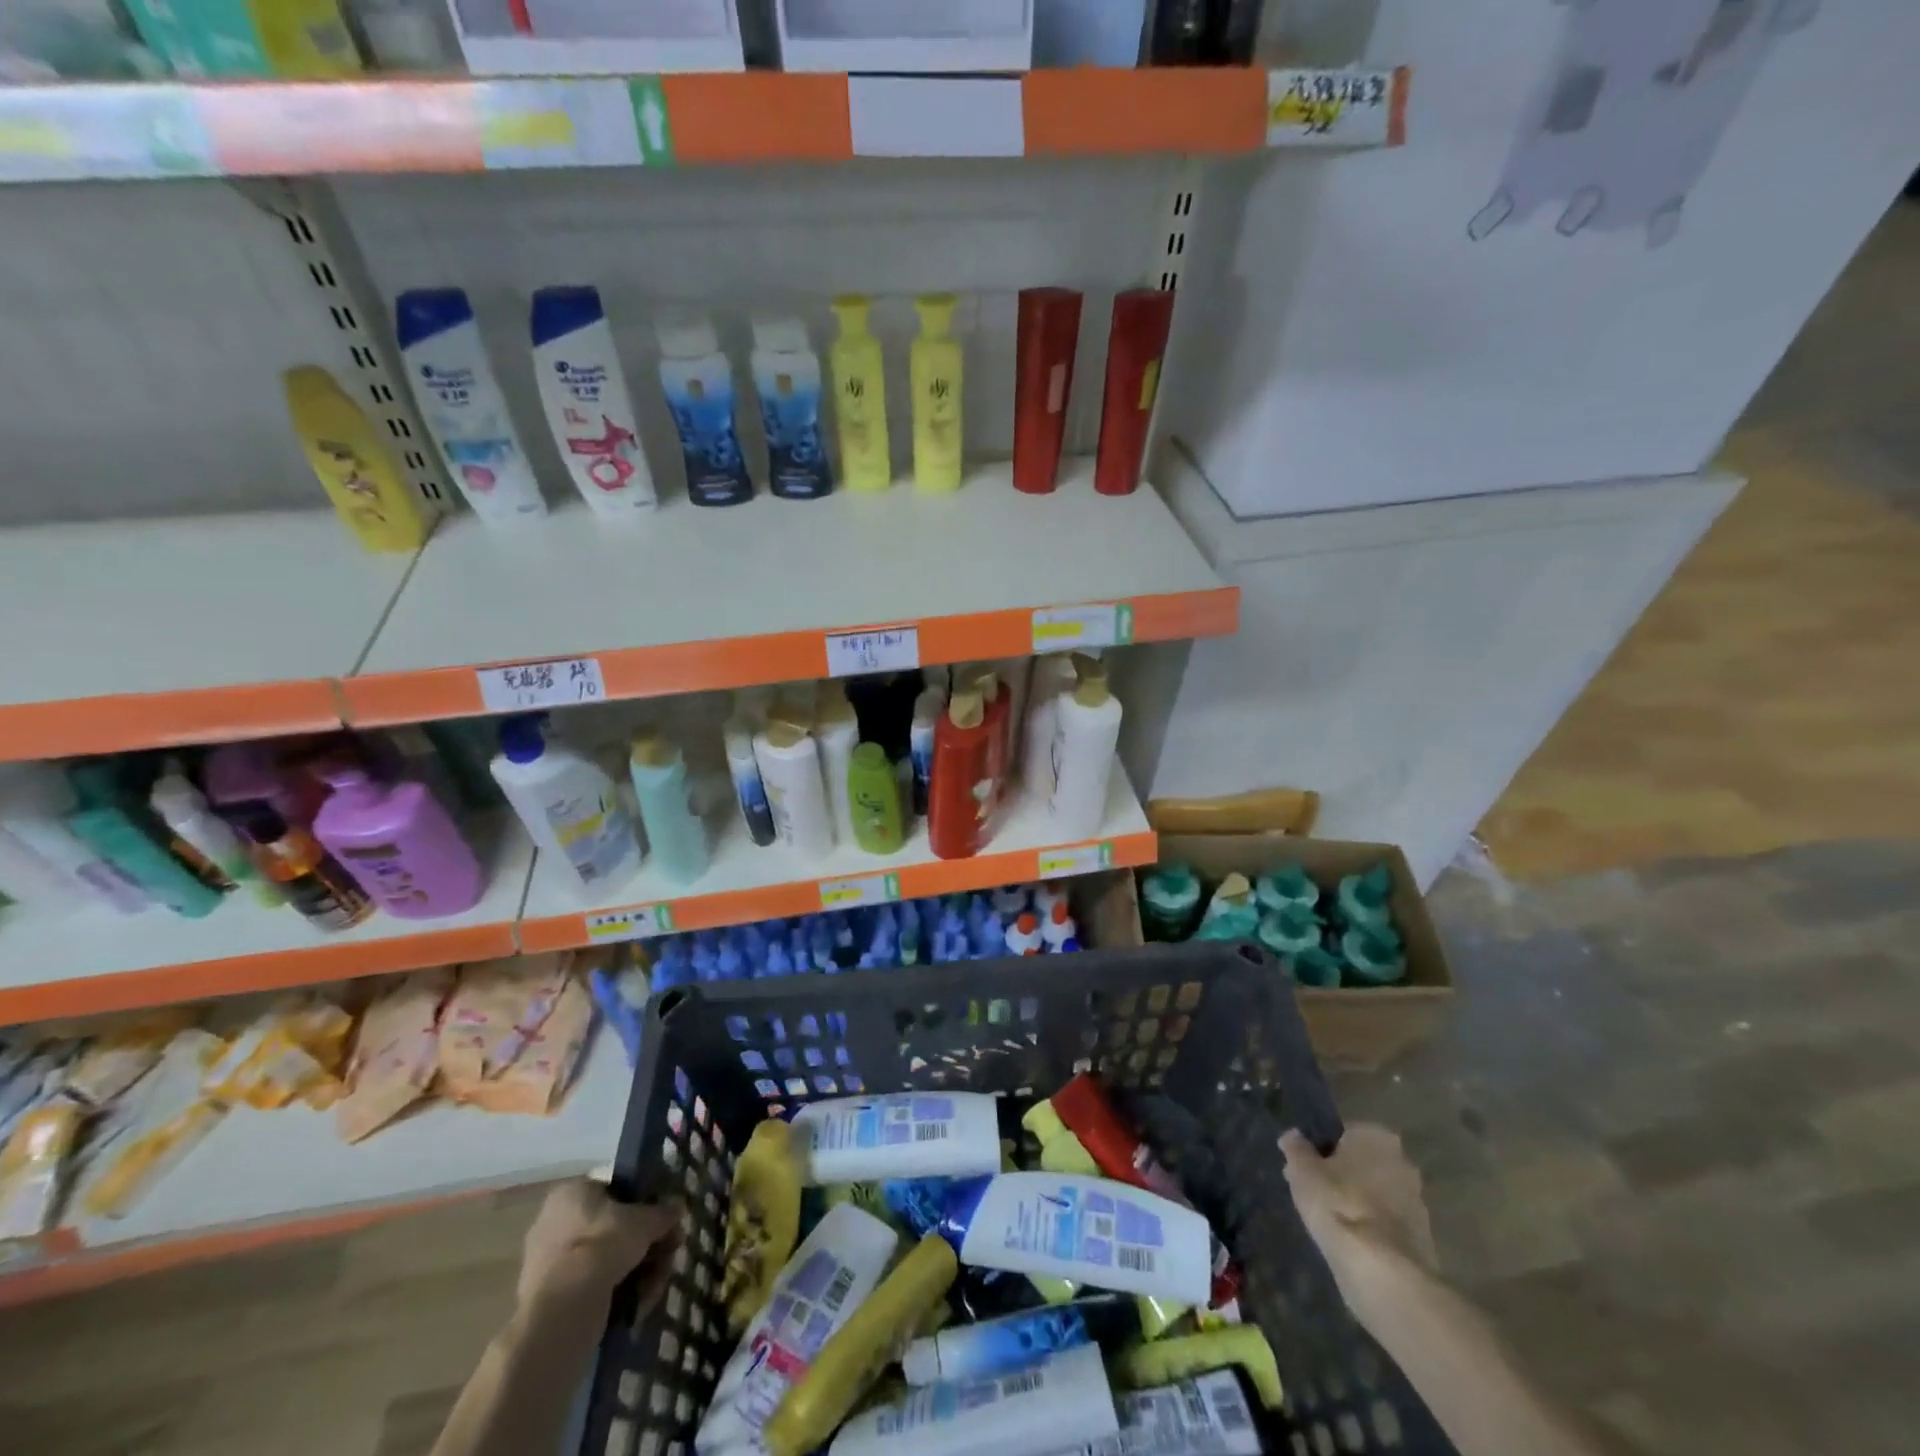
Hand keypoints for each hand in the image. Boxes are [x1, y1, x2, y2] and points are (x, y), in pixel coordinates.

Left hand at [517, 1180, 683, 1315]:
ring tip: (656, 1286)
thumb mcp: (645, 1221)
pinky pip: (591, 1290)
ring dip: (638, 1272)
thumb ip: (663, 1213)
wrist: (562, 1311)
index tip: (665, 1222)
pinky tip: (637, 1306)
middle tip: (669, 1254)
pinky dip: (617, 1296)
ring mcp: (548, 1265)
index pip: (616, 1191)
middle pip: (613, 1230)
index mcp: (572, 1193)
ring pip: (605, 1263)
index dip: (645, 1205)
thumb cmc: (603, 1245)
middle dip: (646, 1245)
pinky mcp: (548, 1302)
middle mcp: (554, 1223)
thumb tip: (678, 1207)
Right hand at [1280, 1124, 1436, 1322]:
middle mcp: (1403, 1161)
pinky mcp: (1424, 1239)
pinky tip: (1351, 1243)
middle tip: (1316, 1193)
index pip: (1343, 1134)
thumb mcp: (1301, 1170)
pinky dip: (1371, 1229)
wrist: (1383, 1271)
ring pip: (1377, 1194)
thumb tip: (1293, 1136)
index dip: (1322, 1150)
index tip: (1306, 1168)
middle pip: (1363, 1163)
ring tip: (1330, 1223)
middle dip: (1344, 1175)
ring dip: (1359, 1203)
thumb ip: (1296, 1148)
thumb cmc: (1337, 1204)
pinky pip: (1387, 1224)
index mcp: (1376, 1135)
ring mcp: (1418, 1202)